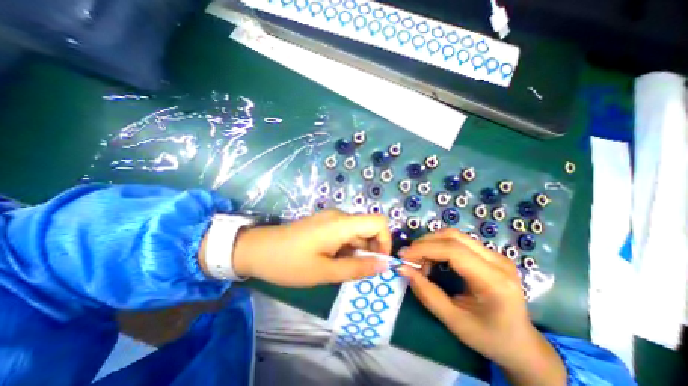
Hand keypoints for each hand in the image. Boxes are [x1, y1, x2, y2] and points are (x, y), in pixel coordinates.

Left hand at [230, 209, 392, 286]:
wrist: (257, 249)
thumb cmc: (289, 263)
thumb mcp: (325, 272)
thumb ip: (357, 268)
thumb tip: (384, 265)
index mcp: (342, 223)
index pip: (379, 222)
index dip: (385, 241)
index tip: (377, 262)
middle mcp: (339, 216)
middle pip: (368, 228)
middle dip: (370, 250)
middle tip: (356, 271)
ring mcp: (331, 218)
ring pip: (356, 233)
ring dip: (357, 251)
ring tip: (340, 268)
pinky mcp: (324, 223)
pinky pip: (345, 233)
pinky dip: (346, 248)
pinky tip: (332, 260)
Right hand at [398, 229, 563, 385]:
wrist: (521, 343)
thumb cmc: (488, 337)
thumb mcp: (453, 320)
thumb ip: (426, 292)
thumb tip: (403, 268)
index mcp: (494, 281)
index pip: (453, 251)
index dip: (424, 249)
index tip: (404, 256)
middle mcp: (498, 260)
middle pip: (452, 236)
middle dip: (425, 243)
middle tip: (409, 257)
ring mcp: (495, 254)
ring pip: (453, 235)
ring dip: (430, 243)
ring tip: (419, 260)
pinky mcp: (488, 254)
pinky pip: (457, 241)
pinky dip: (438, 246)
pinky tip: (432, 260)